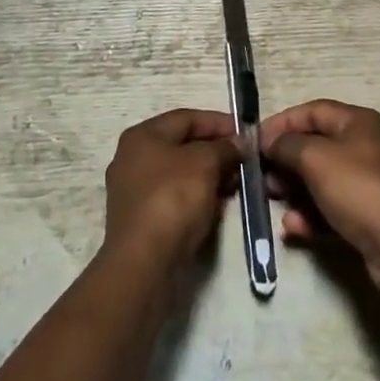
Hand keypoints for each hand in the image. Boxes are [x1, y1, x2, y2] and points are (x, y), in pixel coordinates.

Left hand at [102, 108, 242, 269]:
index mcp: (142, 136)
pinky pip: (175, 198)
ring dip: (210, 177)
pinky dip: (197, 198)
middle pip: (183, 146)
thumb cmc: (173, 198)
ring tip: (235, 186)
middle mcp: (133, 158)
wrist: (144, 263)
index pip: (187, 118)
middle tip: (243, 162)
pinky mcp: (141, 220)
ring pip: (181, 174)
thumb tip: (238, 143)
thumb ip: (225, 147)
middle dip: (216, 152)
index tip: (246, 134)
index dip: (219, 122)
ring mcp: (134, 191)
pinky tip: (217, 208)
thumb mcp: (206, 163)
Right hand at [260, 100, 379, 285]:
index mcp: (356, 122)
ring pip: (318, 180)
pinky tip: (293, 227)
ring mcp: (364, 182)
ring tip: (273, 200)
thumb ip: (286, 145)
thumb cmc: (357, 188)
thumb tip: (269, 143)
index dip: (281, 123)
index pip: (312, 111)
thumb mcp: (315, 158)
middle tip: (261, 176)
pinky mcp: (364, 215)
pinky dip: (309, 215)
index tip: (254, 141)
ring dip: (293, 190)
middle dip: (284, 160)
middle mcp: (362, 146)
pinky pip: (329, 208)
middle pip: (314, 146)